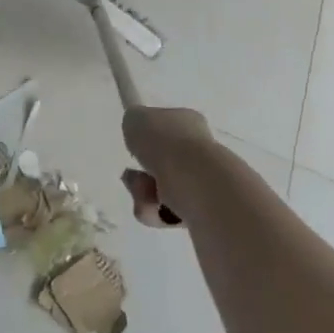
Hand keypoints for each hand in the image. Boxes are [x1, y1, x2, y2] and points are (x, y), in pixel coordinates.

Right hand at [120, 105, 217, 229]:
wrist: (197, 184)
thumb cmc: (165, 144)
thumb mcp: (136, 119)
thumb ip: (133, 121)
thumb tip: (137, 128)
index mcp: (187, 122)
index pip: (165, 127)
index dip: (146, 138)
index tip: (134, 148)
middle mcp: (198, 150)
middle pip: (158, 163)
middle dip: (140, 174)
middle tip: (131, 177)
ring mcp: (202, 181)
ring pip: (159, 189)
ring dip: (143, 194)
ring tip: (144, 196)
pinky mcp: (202, 210)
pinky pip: (167, 213)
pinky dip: (156, 212)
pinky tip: (157, 211)